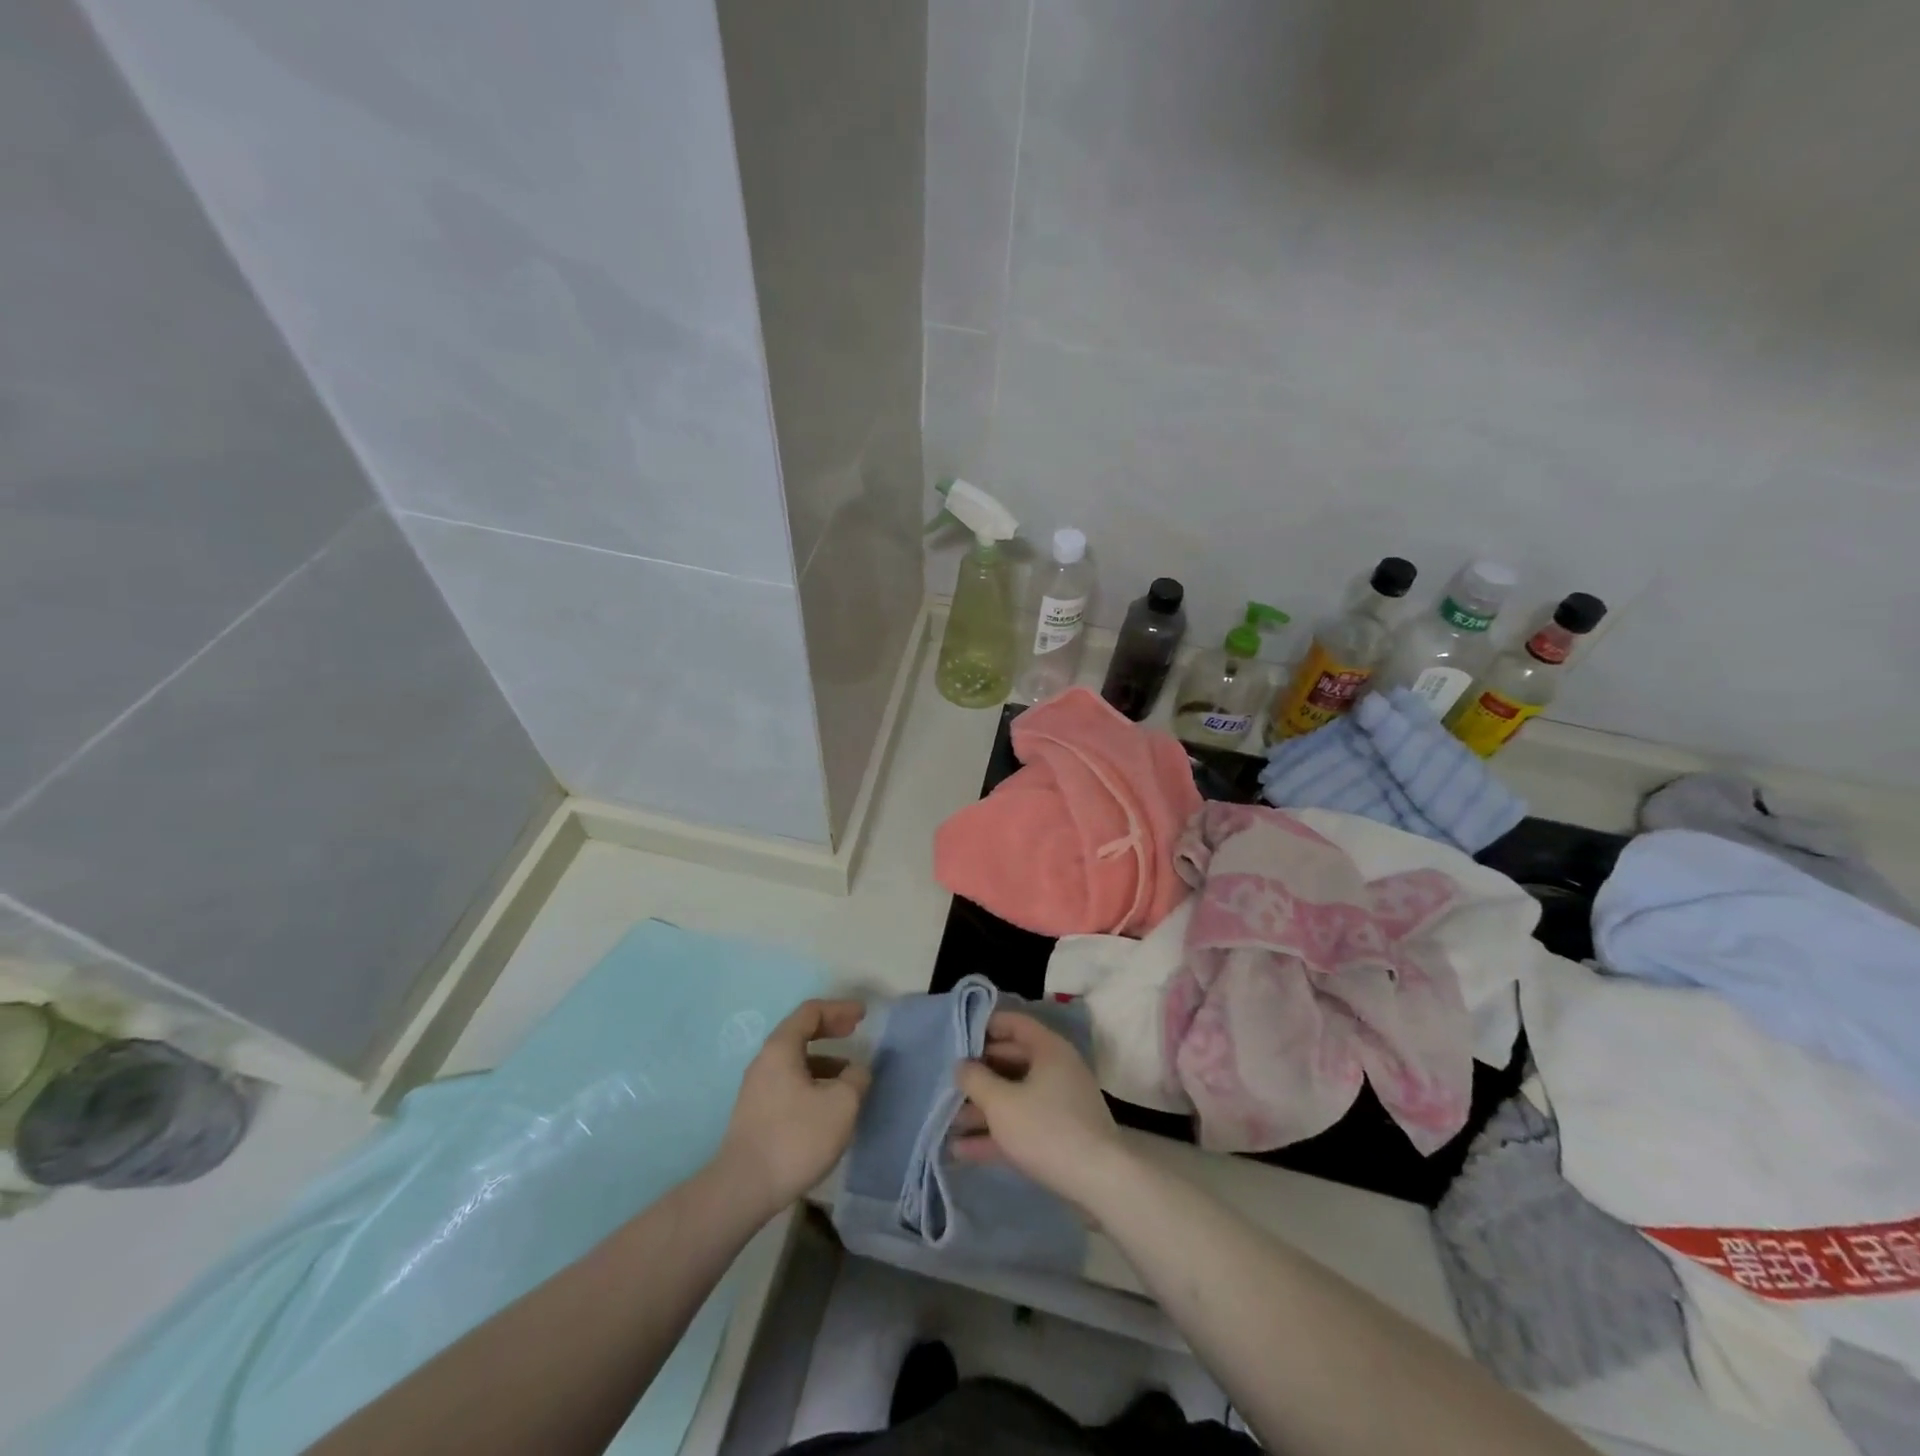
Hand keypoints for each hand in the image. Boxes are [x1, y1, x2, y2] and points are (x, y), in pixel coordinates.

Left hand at [717, 999, 869, 1217]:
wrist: (743, 1189)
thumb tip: (856, 1072)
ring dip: (824, 1060)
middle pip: (800, 1032)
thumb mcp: (841, 1105)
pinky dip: (813, 1081)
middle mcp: (765, 1061)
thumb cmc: (795, 1137)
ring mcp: (757, 1089)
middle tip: (854, 1031)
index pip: (811, 1012)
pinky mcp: (756, 1114)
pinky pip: (789, 1083)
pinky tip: (828, 1105)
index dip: (839, 1009)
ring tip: (849, 1076)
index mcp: (781, 1048)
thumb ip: (856, 1079)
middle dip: (830, 1029)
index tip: (862, 1015)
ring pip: (795, 1061)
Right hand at [951, 1010, 1133, 1215]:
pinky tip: (962, 1151)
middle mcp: (1056, 1069)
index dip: (984, 1026)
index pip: (1014, 1024)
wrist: (1100, 1183)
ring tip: (946, 1123)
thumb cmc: (1047, 1129)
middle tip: (946, 1083)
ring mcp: (1059, 1103)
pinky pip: (1022, 1125)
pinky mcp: (1059, 1135)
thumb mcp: (1002, 1103)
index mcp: (1048, 1049)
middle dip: (977, 1075)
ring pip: (1014, 1097)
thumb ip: (976, 1080)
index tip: (956, 1038)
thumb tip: (962, 1065)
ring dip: (982, 1110)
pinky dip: (996, 1134)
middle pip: (1010, 1061)